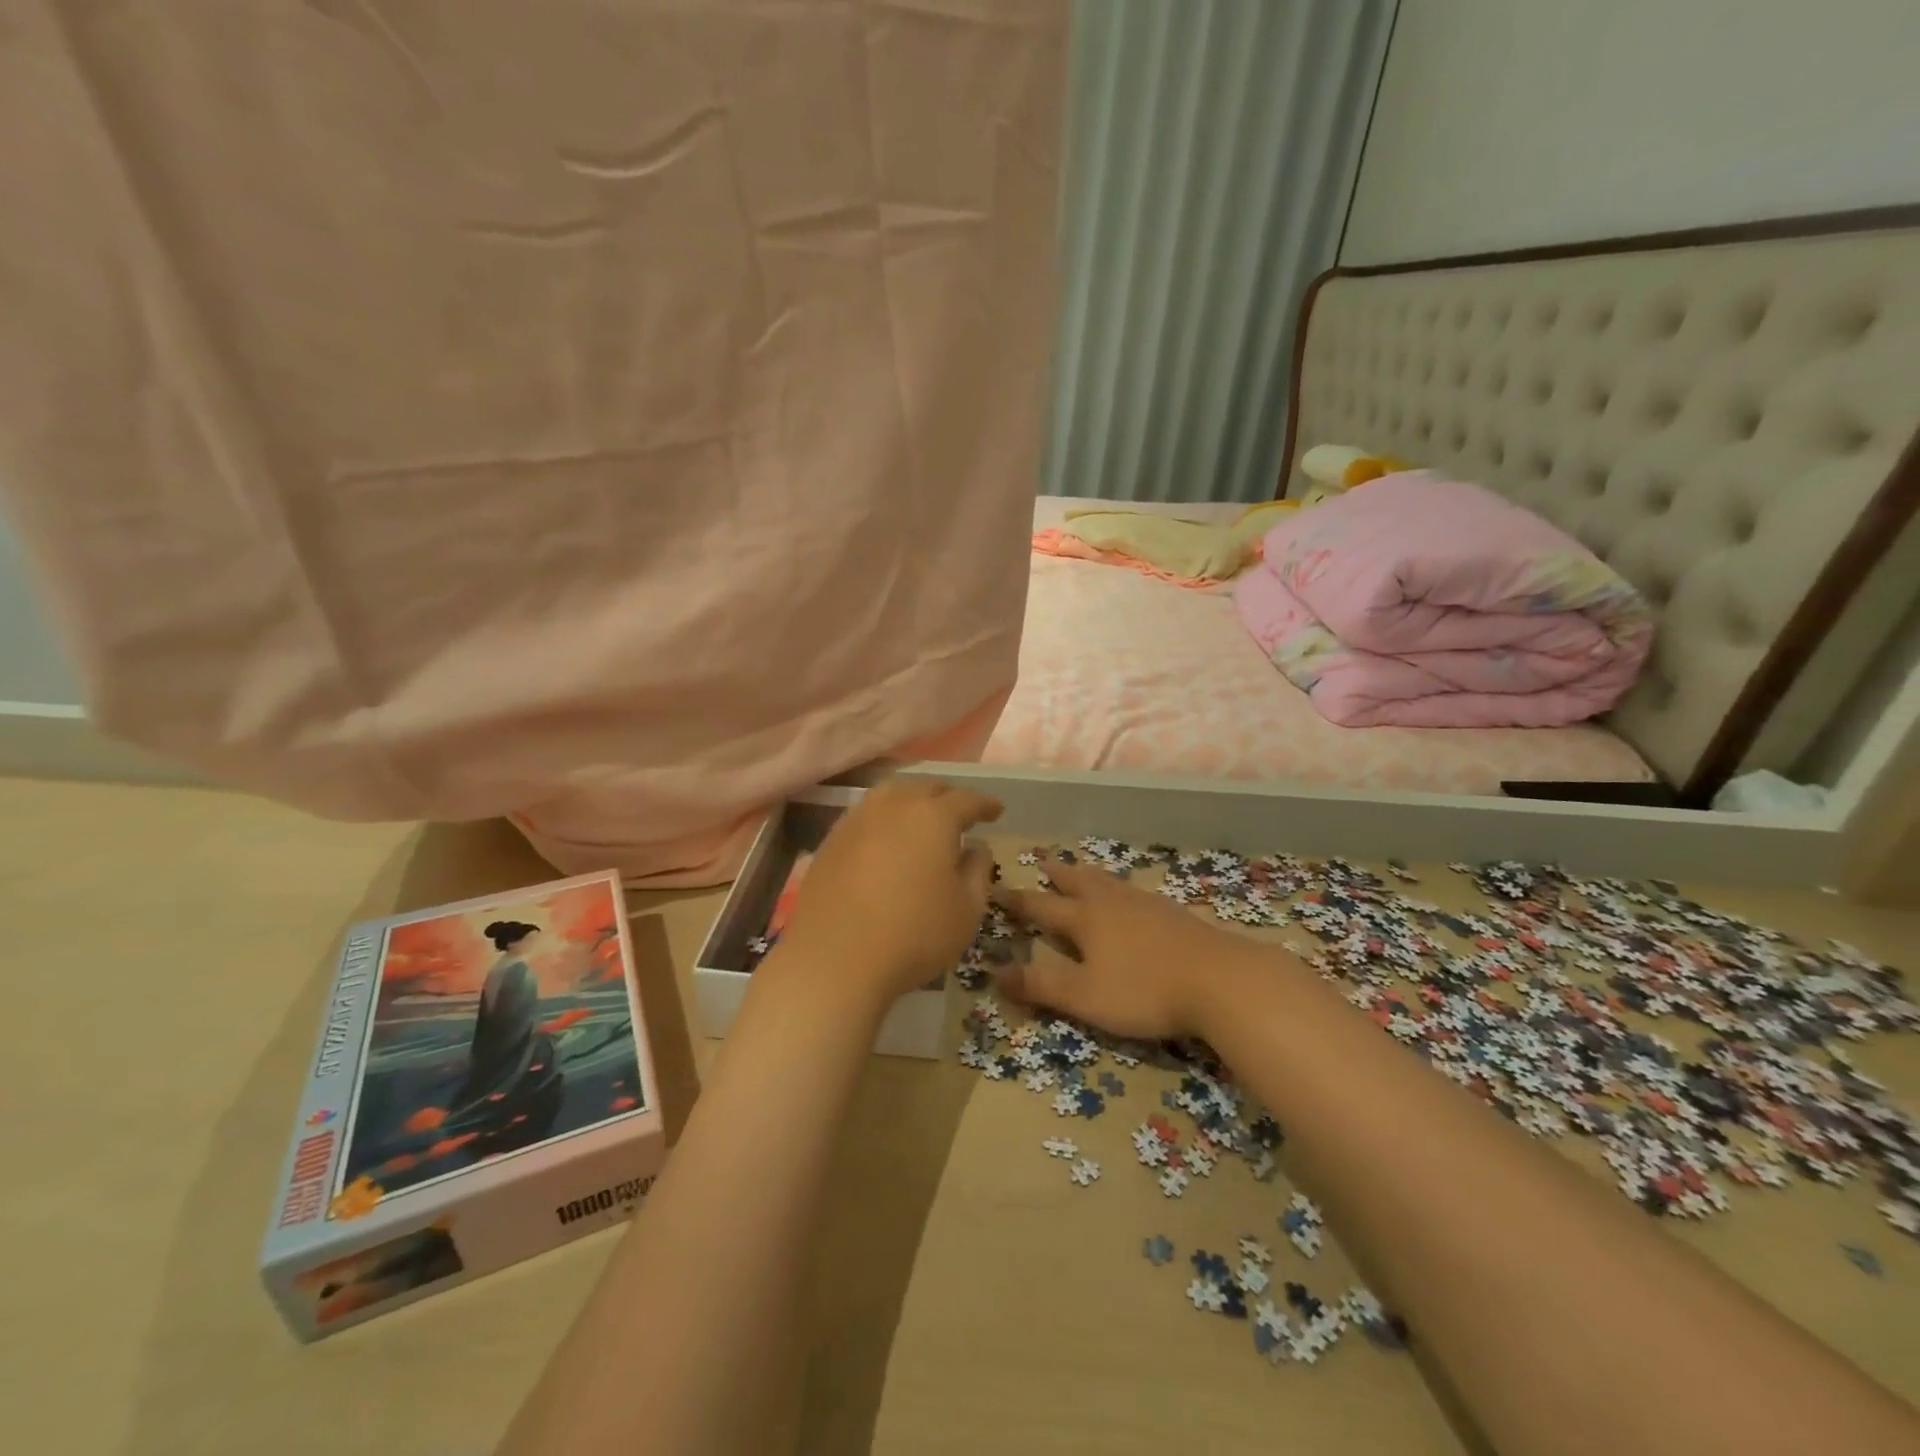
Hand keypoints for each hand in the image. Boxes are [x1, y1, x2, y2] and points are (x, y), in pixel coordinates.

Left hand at [776, 779, 1002, 1006]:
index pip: (966, 800)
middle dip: (947, 797)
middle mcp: (894, 806)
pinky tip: (886, 838)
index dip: (984, 804)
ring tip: (921, 818)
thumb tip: (976, 849)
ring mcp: (857, 820)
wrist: (833, 960)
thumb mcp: (966, 910)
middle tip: (960, 814)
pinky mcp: (831, 840)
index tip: (996, 810)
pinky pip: (866, 814)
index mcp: (933, 817)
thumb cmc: (913, 935)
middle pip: (925, 788)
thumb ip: (977, 872)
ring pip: (891, 794)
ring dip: (911, 801)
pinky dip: (884, 818)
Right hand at [994, 858, 1270, 1040]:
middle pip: (1079, 882)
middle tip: (1044, 862)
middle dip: (1058, 875)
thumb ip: (1040, 985)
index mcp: (1086, 920)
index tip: (996, 888)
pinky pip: (1134, 893)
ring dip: (1089, 876)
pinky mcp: (1173, 915)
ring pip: (1109, 883)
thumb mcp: (1085, 996)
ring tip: (1083, 872)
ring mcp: (1146, 905)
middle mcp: (1112, 904)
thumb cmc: (1144, 990)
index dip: (1017, 901)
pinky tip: (1130, 899)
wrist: (1219, 979)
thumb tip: (994, 973)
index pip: (1042, 907)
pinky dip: (1119, 889)